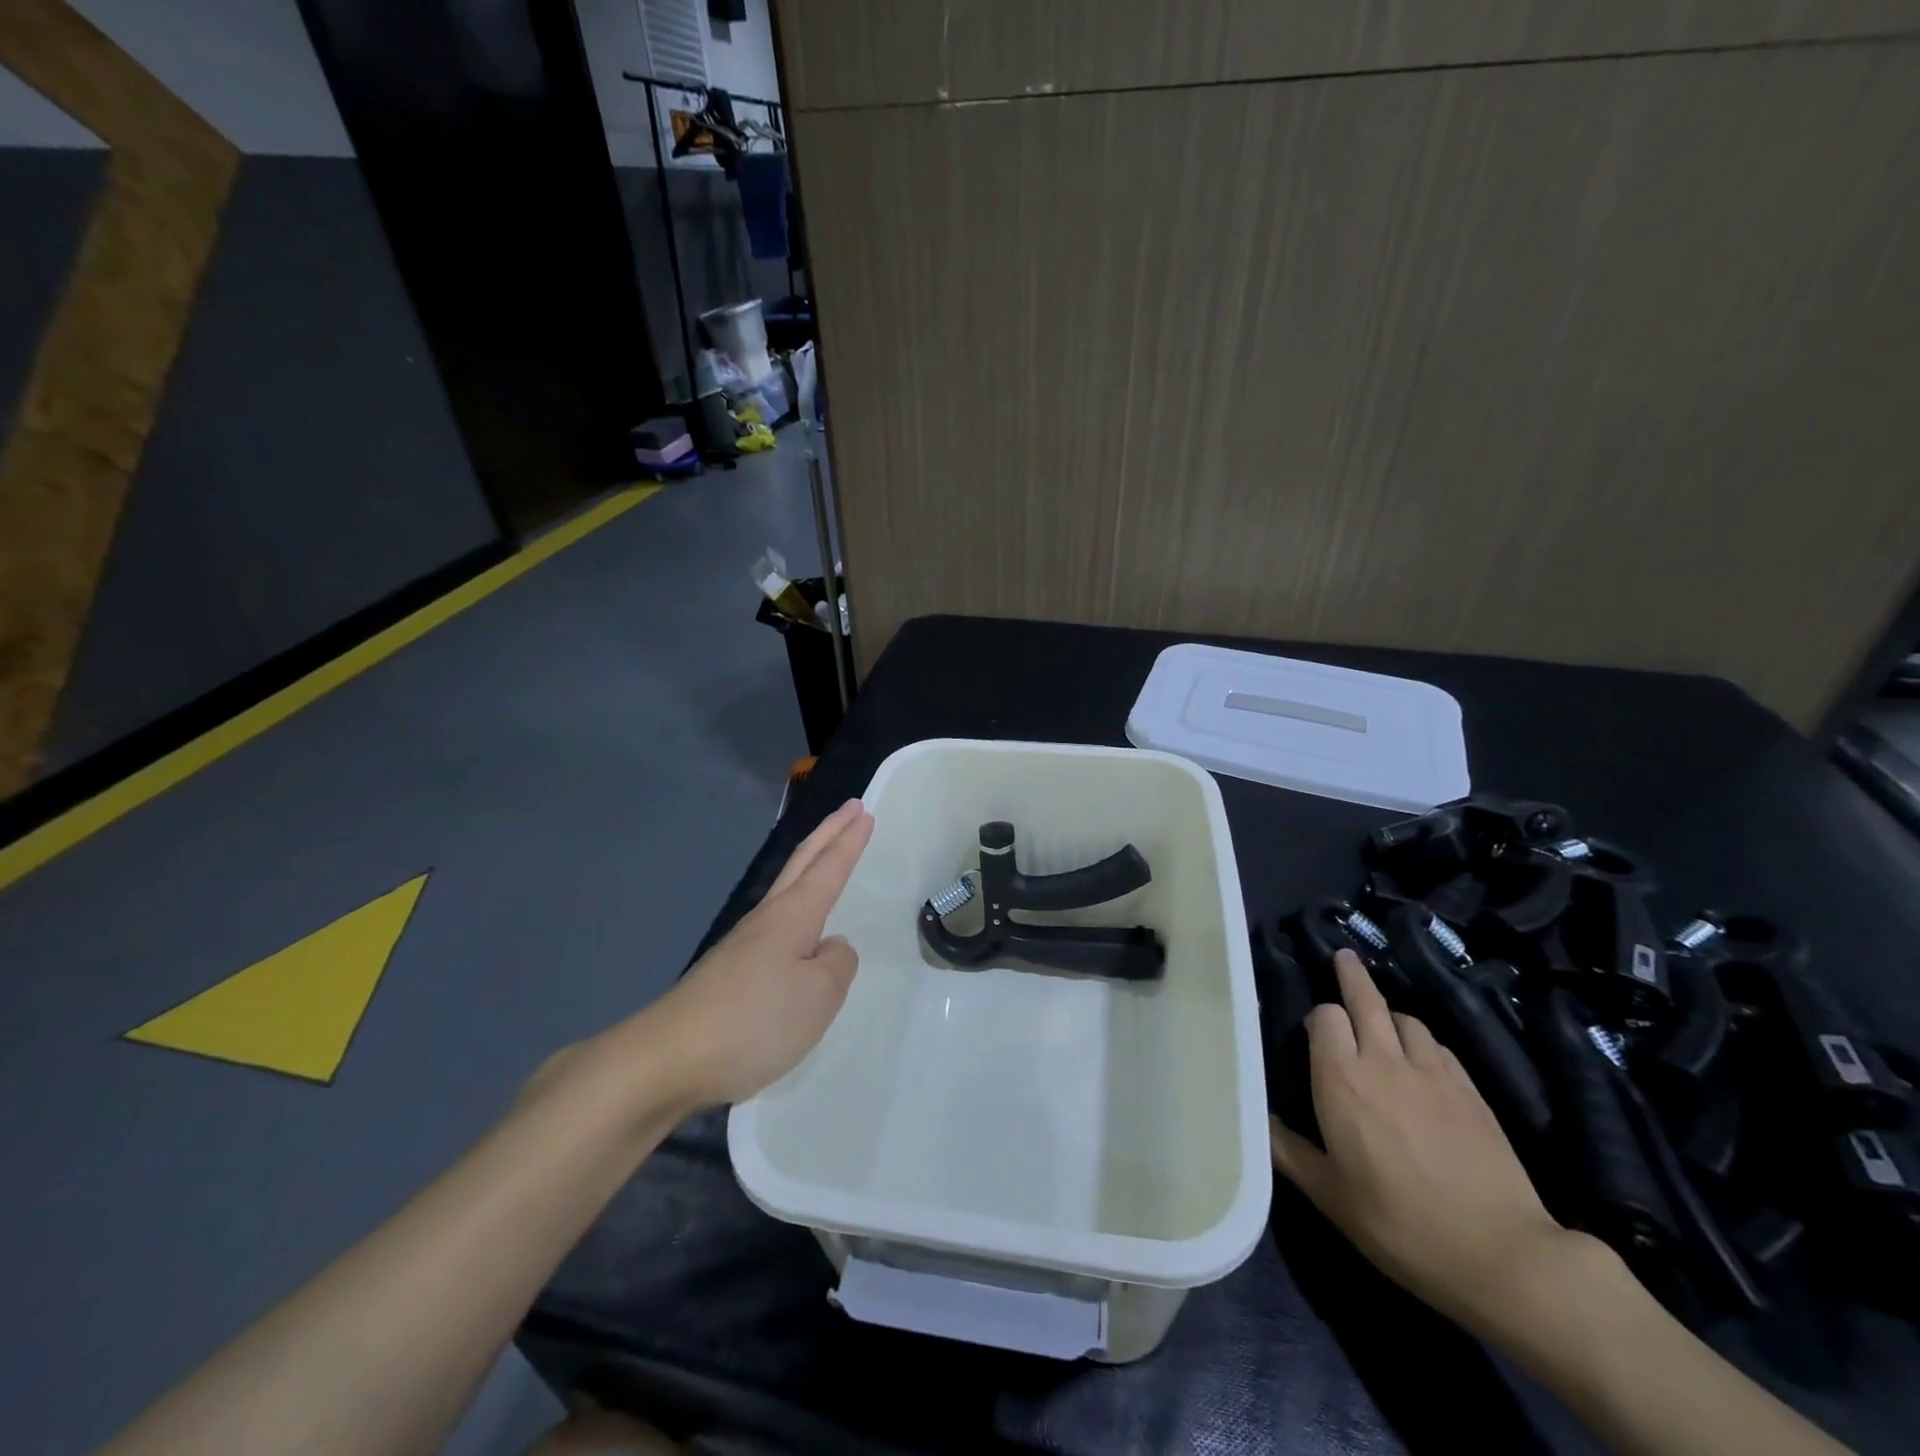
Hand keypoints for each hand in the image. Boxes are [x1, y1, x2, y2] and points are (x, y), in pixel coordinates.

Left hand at [645, 798, 873, 1107]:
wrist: (667, 1059)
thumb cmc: (753, 1020)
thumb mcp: (819, 995)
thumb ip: (838, 964)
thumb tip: (830, 947)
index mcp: (793, 916)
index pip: (829, 868)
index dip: (849, 840)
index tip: (864, 812)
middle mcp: (767, 919)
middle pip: (802, 863)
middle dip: (829, 834)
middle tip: (851, 809)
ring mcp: (743, 945)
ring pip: (786, 890)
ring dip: (810, 865)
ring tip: (827, 856)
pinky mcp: (729, 973)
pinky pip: (775, 926)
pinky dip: (796, 907)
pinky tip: (799, 932)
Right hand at [1269, 949, 1584, 1330]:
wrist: (1501, 1254)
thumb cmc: (1400, 1224)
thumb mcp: (1329, 1195)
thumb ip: (1287, 1150)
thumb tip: (1255, 1119)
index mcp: (1341, 1078)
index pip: (1324, 1016)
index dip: (1317, 1018)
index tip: (1312, 1030)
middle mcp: (1384, 1060)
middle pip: (1366, 999)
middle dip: (1351, 975)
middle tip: (1343, 958)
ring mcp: (1433, 1072)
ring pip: (1405, 1018)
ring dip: (1388, 1014)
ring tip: (1381, 1020)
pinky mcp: (1471, 1089)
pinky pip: (1438, 1046)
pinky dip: (1422, 1042)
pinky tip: (1422, 1060)